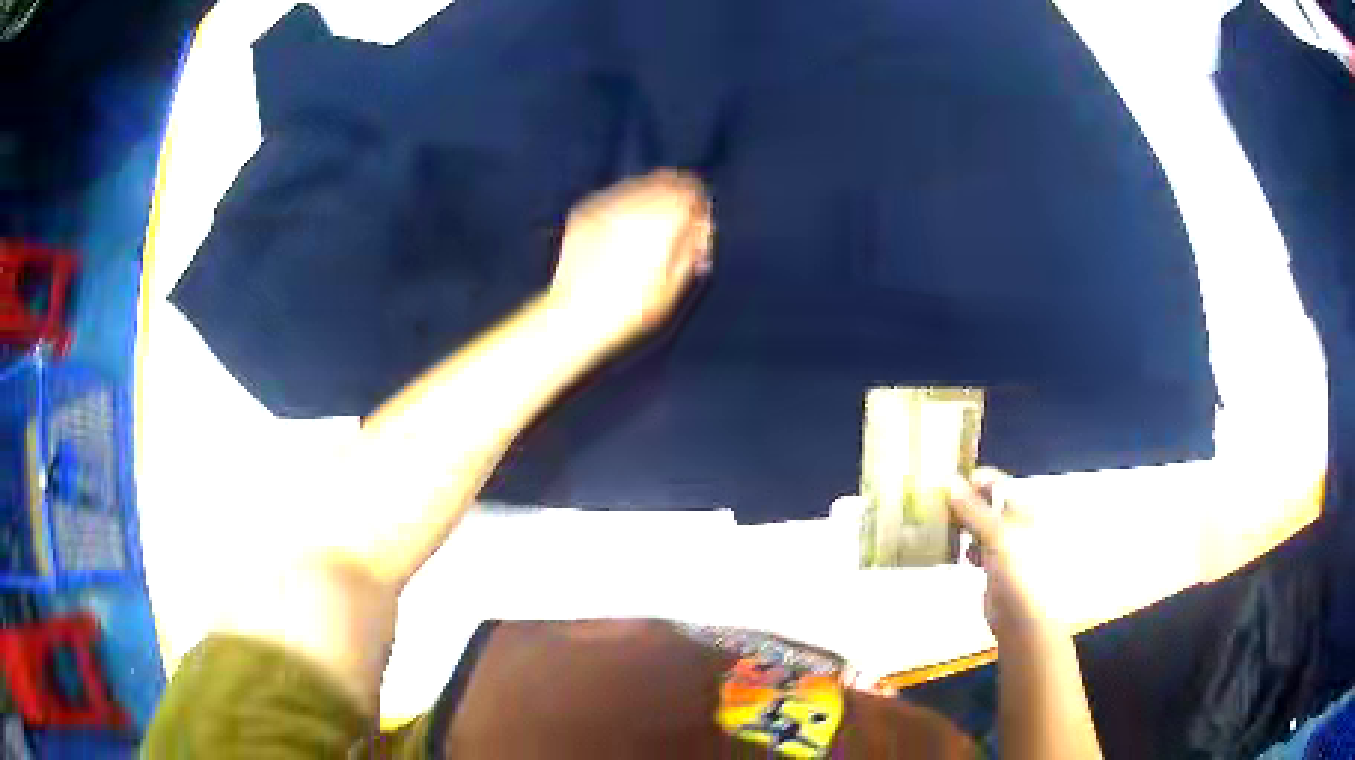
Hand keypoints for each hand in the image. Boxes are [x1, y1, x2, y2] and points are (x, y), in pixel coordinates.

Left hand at [548, 170, 713, 351]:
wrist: (575, 314)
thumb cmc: (632, 307)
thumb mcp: (675, 282)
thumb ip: (693, 244)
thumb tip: (702, 221)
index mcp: (662, 218)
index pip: (690, 188)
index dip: (698, 202)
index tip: (698, 220)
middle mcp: (634, 201)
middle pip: (664, 179)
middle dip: (673, 196)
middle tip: (674, 221)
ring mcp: (605, 202)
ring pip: (638, 183)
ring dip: (648, 197)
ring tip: (646, 228)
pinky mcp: (583, 209)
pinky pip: (613, 195)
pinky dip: (624, 205)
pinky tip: (620, 230)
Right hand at [949, 469, 1065, 642]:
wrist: (1023, 617)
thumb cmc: (1018, 569)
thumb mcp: (996, 534)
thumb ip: (972, 509)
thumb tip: (949, 481)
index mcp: (1023, 507)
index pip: (995, 482)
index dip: (971, 480)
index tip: (943, 485)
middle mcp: (1015, 521)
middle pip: (986, 503)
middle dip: (962, 503)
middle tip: (934, 506)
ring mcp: (1005, 545)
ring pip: (978, 526)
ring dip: (960, 525)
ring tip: (938, 527)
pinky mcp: (993, 566)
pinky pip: (975, 548)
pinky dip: (963, 547)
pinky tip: (951, 552)